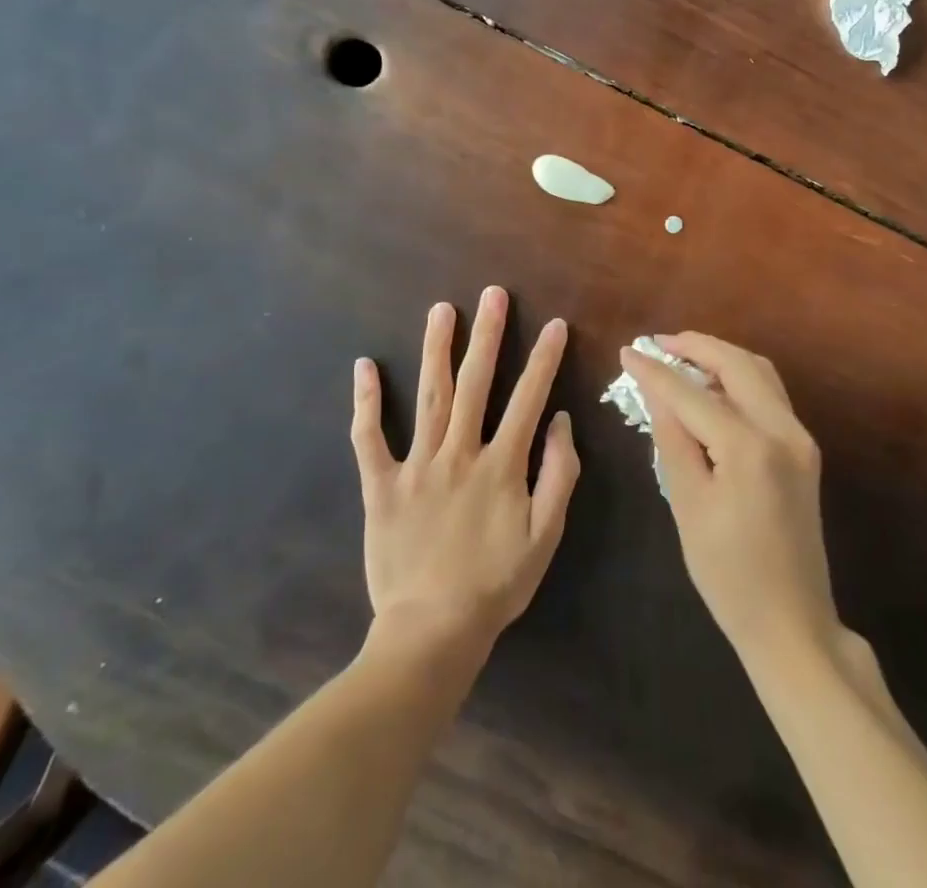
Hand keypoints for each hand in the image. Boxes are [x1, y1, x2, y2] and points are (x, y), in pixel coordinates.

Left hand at [352, 286, 579, 653]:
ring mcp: (417, 465)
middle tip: (492, 294)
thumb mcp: (545, 537)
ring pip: (430, 397)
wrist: (432, 632)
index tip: (554, 324)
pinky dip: (366, 403)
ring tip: (441, 310)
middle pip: (476, 383)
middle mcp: (459, 453)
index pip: (528, 399)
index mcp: (501, 465)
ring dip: (436, 350)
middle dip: (487, 335)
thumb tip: (561, 421)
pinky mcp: (381, 485)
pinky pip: (370, 438)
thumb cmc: (495, 584)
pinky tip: (364, 366)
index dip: (543, 359)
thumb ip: (558, 475)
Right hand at [624, 334, 839, 671]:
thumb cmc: (728, 574)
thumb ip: (672, 438)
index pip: (691, 393)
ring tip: (681, 358)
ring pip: (759, 372)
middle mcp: (783, 429)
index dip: (656, 371)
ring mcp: (800, 437)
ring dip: (720, 357)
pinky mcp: (805, 449)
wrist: (793, 623)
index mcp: (749, 446)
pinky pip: (769, 394)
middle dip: (695, 346)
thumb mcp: (688, 504)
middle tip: (658, 344)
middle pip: (737, 363)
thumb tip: (654, 389)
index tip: (627, 351)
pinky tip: (712, 387)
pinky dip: (739, 378)